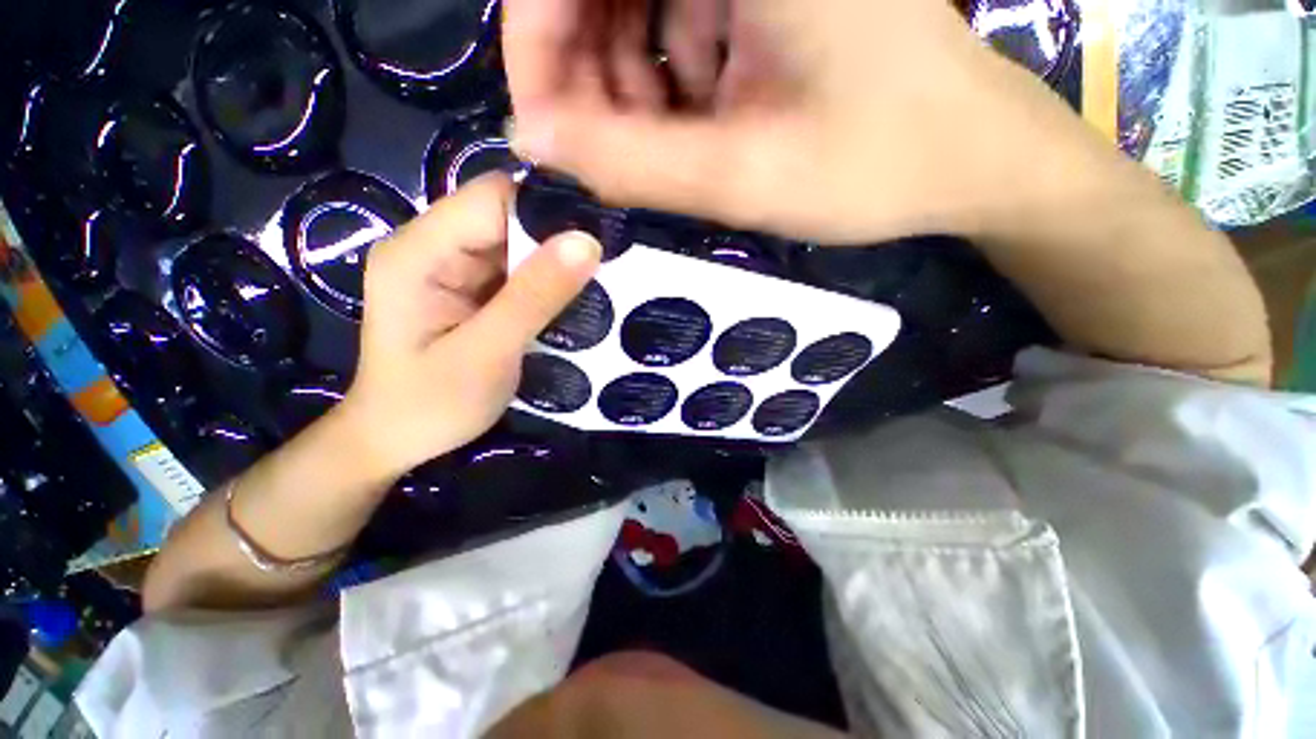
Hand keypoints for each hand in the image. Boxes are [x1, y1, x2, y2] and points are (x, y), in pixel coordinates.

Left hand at [342, 174, 600, 479]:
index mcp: (418, 252)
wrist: (398, 439)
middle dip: (556, 238)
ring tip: (596, 283)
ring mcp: (451, 266)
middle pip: (505, 216)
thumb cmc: (432, 405)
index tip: (596, 240)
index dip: (545, 211)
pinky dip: (547, 279)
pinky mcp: (470, 287)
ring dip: (555, 261)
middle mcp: (431, 245)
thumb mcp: (488, 353)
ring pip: (516, 241)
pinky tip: (572, 296)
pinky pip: (517, 267)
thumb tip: (587, 242)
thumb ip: (534, 297)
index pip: (491, 198)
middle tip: (603, 267)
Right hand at [504, 0, 1099, 243]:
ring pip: (632, 3)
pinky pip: (675, 19)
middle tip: (609, 151)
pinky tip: (699, 121)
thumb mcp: (743, 178)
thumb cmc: (876, 166)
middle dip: (585, 74)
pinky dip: (665, 77)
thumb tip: (534, 140)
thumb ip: (631, 163)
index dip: (537, 41)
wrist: (966, 158)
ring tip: (662, 147)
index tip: (545, 126)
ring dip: (627, 85)